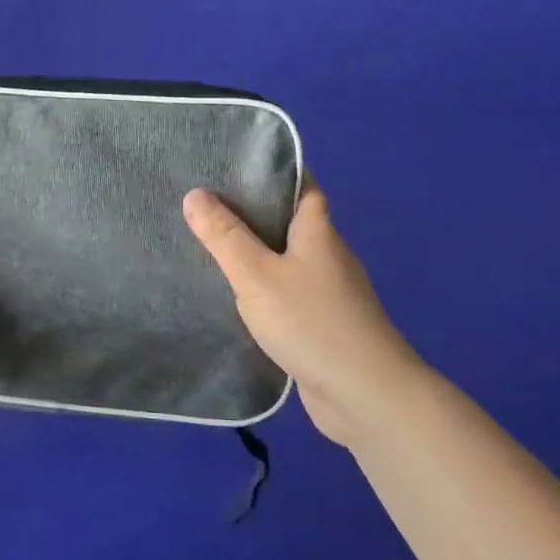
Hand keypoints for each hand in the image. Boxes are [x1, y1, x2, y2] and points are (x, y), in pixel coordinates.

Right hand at [184, 184, 424, 450]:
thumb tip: (194, 194)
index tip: (233, 164)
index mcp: (318, 231)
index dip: (273, 171)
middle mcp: (327, 255)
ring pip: (286, 259)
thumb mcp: (256, 275)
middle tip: (205, 203)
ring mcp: (328, 292)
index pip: (301, 185)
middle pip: (290, 221)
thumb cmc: (311, 323)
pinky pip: (286, 292)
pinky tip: (234, 295)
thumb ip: (224, 236)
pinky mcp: (322, 324)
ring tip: (209, 244)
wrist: (365, 396)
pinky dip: (262, 287)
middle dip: (253, 211)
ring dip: (255, 252)